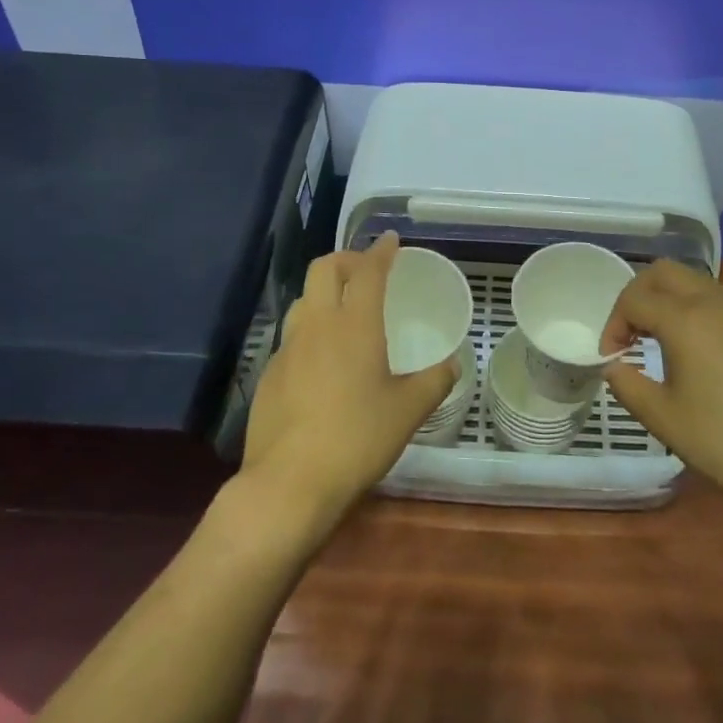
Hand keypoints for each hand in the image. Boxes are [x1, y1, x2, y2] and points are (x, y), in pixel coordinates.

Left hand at [242, 233, 456, 528]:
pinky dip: (310, 328)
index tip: (391, 240)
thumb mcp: (408, 411)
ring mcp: (288, 348)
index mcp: (355, 325)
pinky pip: (292, 335)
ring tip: (343, 309)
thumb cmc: (357, 438)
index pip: (368, 271)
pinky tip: (322, 357)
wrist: (289, 482)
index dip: (381, 251)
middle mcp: (318, 325)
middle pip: (324, 269)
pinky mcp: (269, 374)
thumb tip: (452, 365)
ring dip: (324, 291)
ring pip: (303, 299)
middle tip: (366, 269)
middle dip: (346, 259)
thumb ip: (434, 382)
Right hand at [599, 259, 722, 519]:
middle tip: (632, 332)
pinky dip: (703, 315)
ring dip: (672, 300)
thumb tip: (615, 367)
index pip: (634, 299)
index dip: (613, 324)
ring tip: (664, 340)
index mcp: (685, 319)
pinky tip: (707, 357)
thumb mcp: (662, 418)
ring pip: (698, 282)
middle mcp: (716, 303)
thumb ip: (627, 385)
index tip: (613, 358)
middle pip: (665, 271)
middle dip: (640, 294)